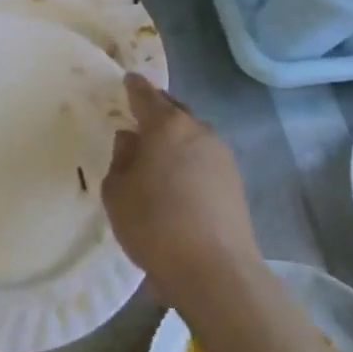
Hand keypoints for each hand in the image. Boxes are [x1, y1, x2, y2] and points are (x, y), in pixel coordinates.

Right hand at [102, 74, 261, 302]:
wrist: (215, 270)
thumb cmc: (154, 224)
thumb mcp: (117, 191)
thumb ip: (121, 159)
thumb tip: (132, 141)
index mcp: (166, 125)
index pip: (146, 95)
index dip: (134, 87)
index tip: (127, 81)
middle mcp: (198, 130)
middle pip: (174, 111)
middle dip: (157, 112)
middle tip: (139, 120)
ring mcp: (222, 156)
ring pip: (192, 135)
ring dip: (176, 140)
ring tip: (158, 157)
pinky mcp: (235, 182)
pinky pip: (204, 159)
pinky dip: (190, 162)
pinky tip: (178, 182)